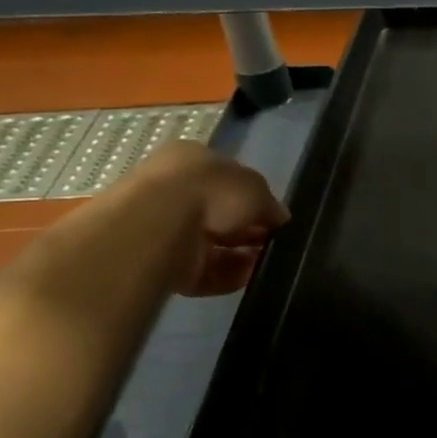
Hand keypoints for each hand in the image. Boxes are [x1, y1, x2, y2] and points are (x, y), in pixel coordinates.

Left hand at [129, 140, 289, 296]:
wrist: (157, 226)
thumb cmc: (209, 191)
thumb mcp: (255, 187)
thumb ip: (270, 203)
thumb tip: (279, 217)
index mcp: (192, 161)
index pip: (228, 180)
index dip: (254, 199)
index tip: (274, 217)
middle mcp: (175, 191)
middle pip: (220, 215)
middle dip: (248, 230)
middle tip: (273, 242)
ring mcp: (165, 229)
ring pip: (213, 245)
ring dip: (242, 255)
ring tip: (265, 262)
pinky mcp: (162, 264)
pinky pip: (203, 272)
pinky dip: (227, 275)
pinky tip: (247, 276)